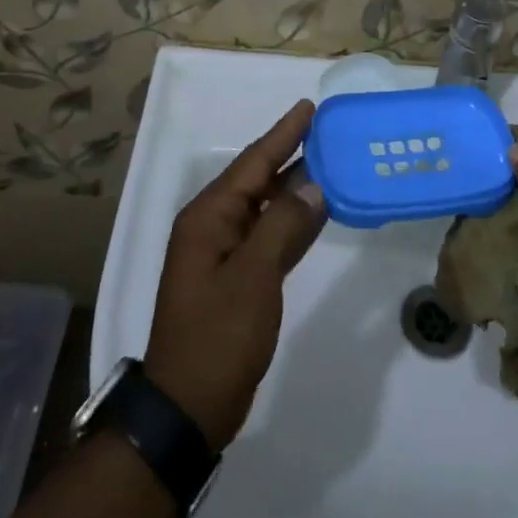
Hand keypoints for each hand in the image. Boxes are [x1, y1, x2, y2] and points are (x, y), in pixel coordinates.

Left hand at [145, 100, 327, 449]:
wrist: (187, 409)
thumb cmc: (217, 337)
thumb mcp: (253, 277)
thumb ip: (284, 225)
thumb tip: (314, 184)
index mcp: (208, 217)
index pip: (253, 163)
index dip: (283, 134)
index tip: (309, 108)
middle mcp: (214, 226)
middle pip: (258, 179)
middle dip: (291, 155)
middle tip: (328, 131)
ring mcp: (224, 253)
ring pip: (266, 207)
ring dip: (295, 187)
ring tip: (330, 162)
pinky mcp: (237, 277)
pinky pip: (269, 235)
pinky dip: (292, 221)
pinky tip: (318, 212)